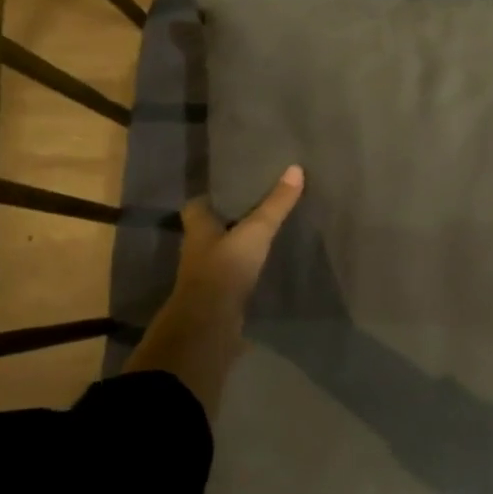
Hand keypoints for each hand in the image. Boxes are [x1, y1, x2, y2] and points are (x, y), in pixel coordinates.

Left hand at [123, 165, 304, 416]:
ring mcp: (206, 277)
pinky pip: (233, 279)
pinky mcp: (219, 299)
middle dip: (228, 221)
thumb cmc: (225, 268)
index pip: (196, 206)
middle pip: (210, 230)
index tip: (231, 188)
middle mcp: (197, 251)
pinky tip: (266, 269)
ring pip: (222, 255)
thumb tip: (295, 168)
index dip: (210, 197)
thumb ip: (275, 204)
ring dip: (237, 248)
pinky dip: (245, 273)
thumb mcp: (255, 231)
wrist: (209, 325)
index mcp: (198, 228)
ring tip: (266, 236)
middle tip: (256, 208)